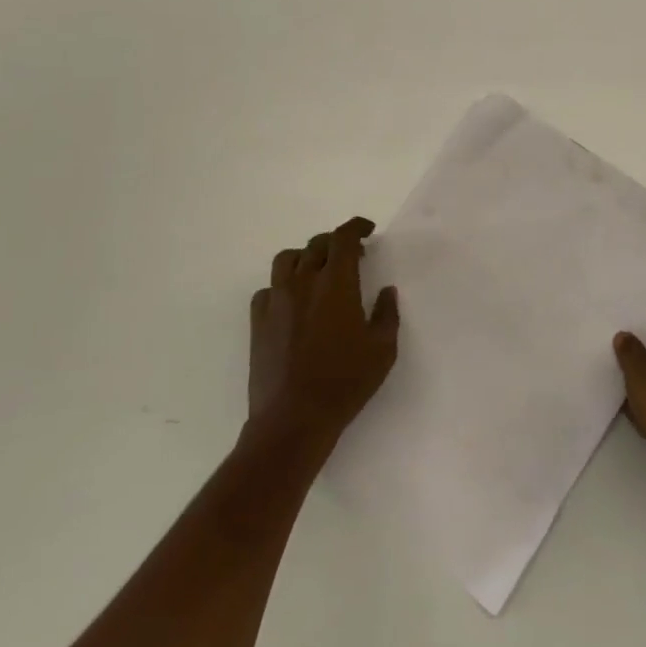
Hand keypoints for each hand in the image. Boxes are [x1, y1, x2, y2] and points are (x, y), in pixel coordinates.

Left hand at [249, 217, 399, 456]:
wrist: (293, 419)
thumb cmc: (345, 382)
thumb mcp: (383, 349)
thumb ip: (387, 314)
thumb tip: (386, 291)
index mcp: (336, 283)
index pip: (343, 238)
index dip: (356, 227)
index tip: (367, 230)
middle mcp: (303, 283)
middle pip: (316, 245)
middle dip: (336, 243)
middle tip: (352, 256)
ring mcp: (276, 301)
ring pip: (287, 260)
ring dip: (306, 257)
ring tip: (317, 271)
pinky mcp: (258, 322)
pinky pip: (268, 290)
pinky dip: (282, 286)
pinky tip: (293, 303)